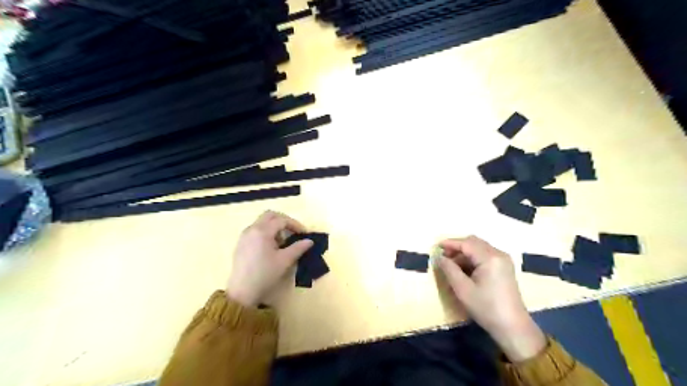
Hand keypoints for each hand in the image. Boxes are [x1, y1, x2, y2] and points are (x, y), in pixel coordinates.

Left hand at [225, 211, 312, 306]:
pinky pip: (256, 230)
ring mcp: (244, 236)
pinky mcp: (241, 243)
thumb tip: (309, 241)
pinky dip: (266, 232)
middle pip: (270, 215)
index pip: (282, 220)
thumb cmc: (265, 274)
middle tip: (294, 231)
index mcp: (262, 231)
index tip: (304, 234)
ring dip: (275, 226)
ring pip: (262, 222)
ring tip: (283, 241)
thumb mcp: (285, 261)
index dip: (295, 224)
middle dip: (284, 221)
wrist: (242, 291)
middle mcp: (252, 229)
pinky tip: (271, 247)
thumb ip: (298, 248)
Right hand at [440, 235, 548, 361]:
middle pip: (474, 242)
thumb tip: (439, 257)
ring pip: (479, 248)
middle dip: (457, 247)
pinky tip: (464, 270)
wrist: (513, 328)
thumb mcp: (462, 289)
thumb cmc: (486, 308)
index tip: (436, 247)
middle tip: (443, 256)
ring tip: (451, 265)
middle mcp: (499, 254)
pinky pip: (485, 256)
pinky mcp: (504, 268)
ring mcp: (503, 261)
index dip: (450, 243)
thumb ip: (449, 269)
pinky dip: (472, 259)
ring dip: (464, 253)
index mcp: (490, 258)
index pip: (466, 243)